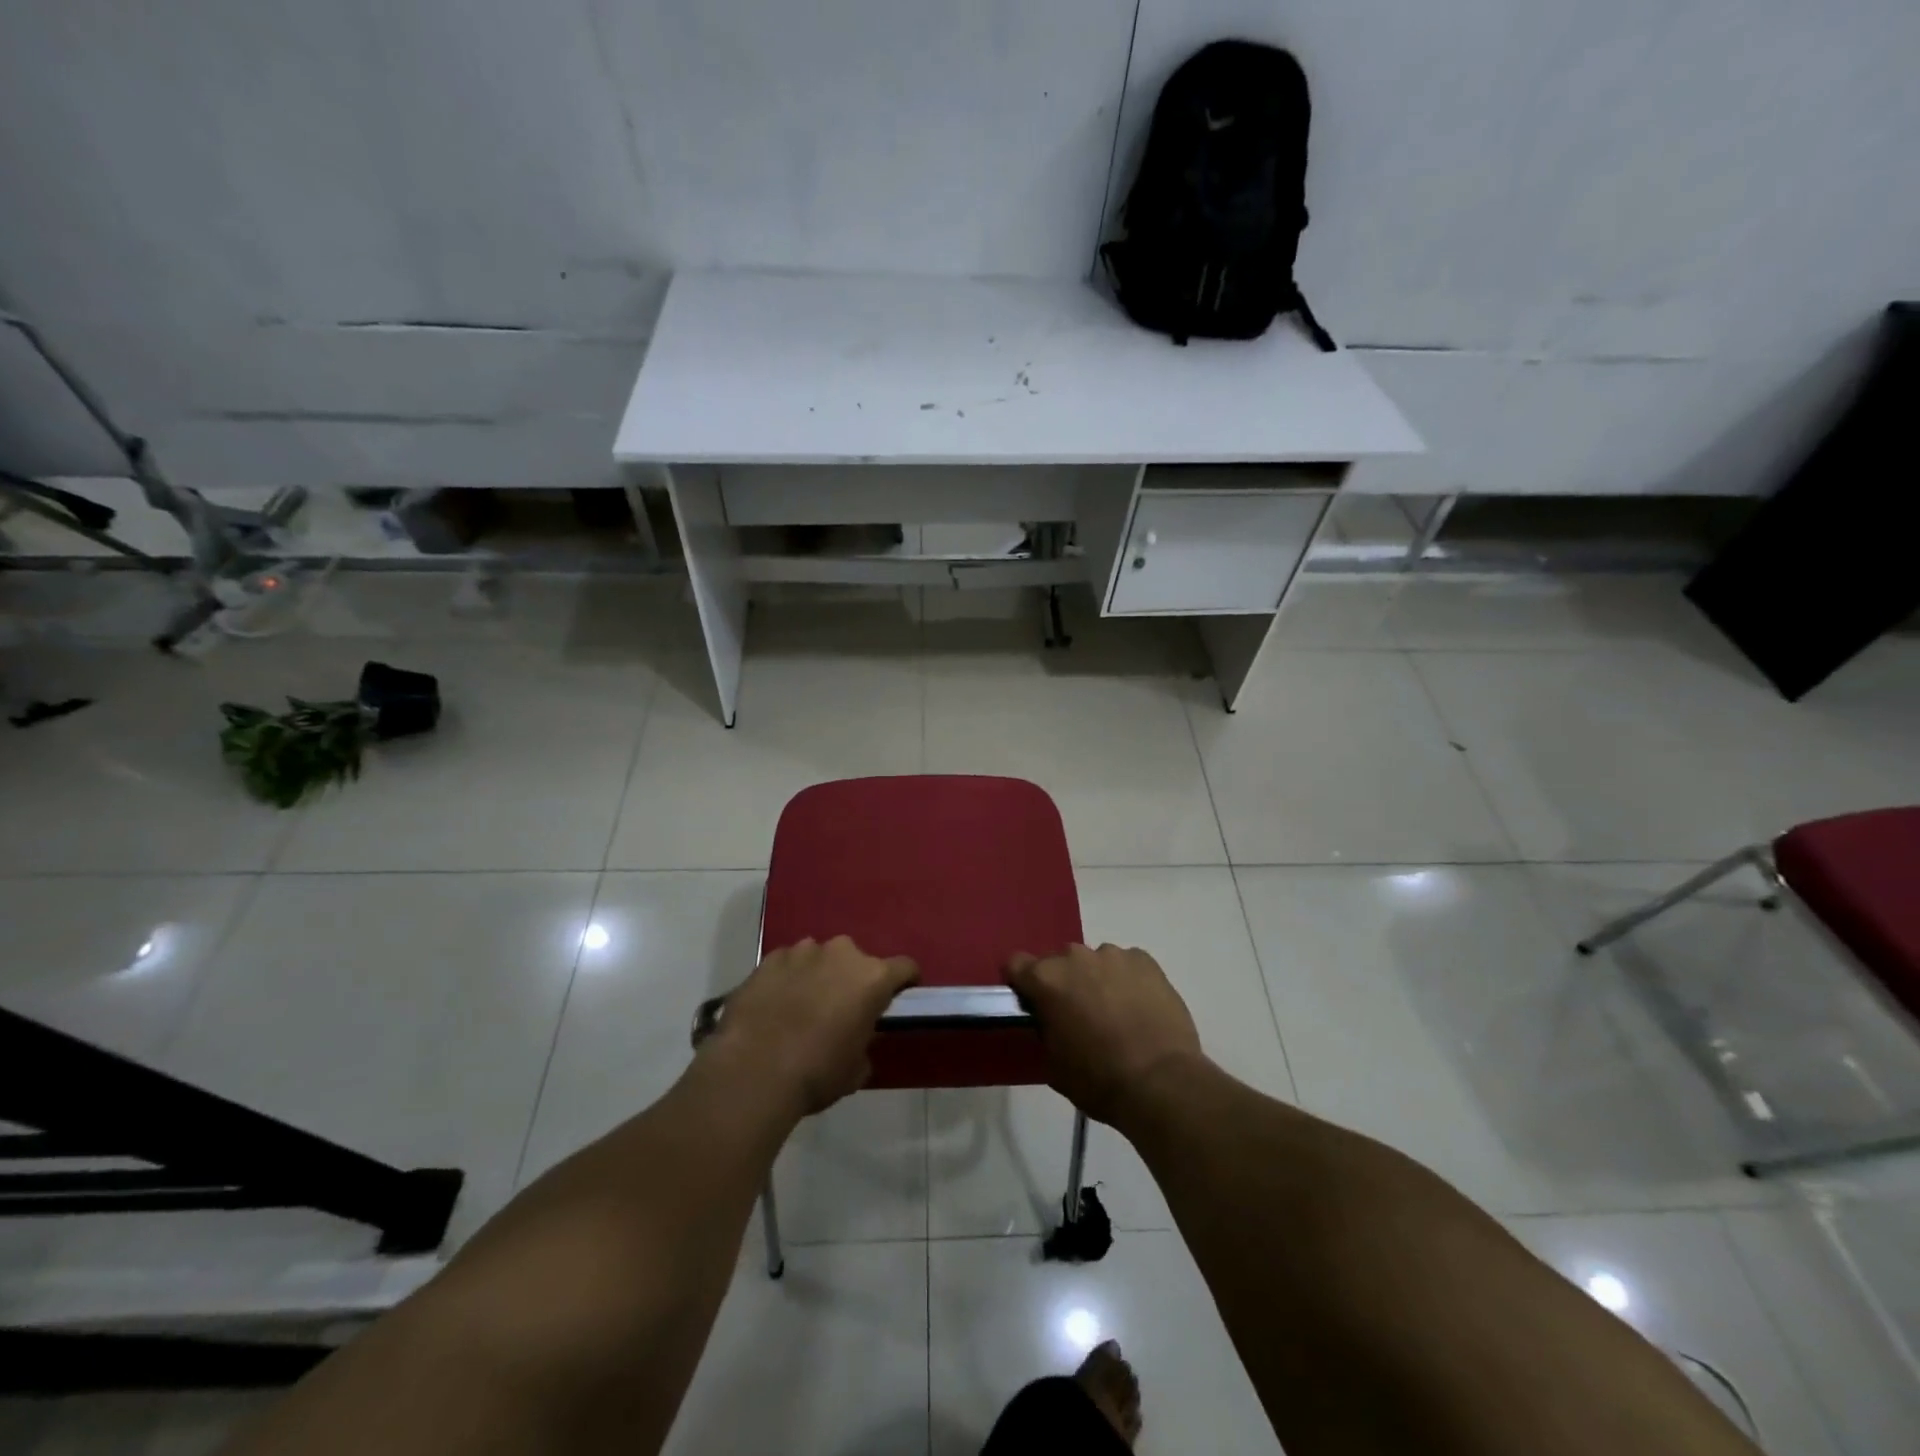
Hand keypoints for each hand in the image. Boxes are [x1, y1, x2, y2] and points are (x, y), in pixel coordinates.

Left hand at [707, 936, 918, 1115]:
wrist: (752, 1071)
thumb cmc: (816, 1073)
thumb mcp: (856, 1069)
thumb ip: (864, 1042)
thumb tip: (855, 1037)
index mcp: (873, 977)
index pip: (905, 967)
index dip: (904, 982)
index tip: (897, 997)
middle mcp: (842, 953)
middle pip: (857, 960)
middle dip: (852, 979)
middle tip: (840, 1009)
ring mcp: (803, 951)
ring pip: (820, 958)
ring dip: (819, 975)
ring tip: (802, 1006)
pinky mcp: (769, 958)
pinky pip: (788, 964)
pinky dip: (788, 978)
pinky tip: (775, 1005)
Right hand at [1005, 944, 1203, 1128]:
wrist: (1161, 1082)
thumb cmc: (1098, 1079)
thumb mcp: (1054, 1063)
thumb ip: (1045, 1030)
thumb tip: (1051, 1020)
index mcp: (1046, 979)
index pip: (1016, 964)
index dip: (1021, 984)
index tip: (1032, 1003)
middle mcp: (1075, 957)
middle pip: (1059, 962)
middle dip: (1064, 983)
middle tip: (1078, 1015)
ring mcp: (1113, 955)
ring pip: (1095, 962)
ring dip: (1096, 980)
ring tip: (1115, 1013)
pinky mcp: (1145, 960)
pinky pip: (1126, 964)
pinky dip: (1127, 980)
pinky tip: (1139, 1008)